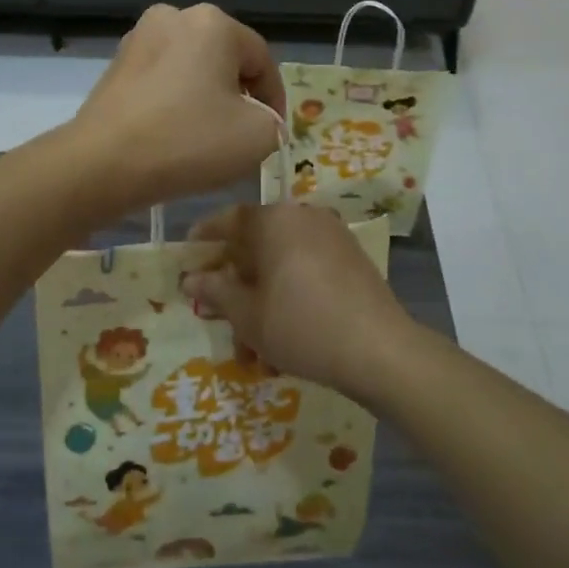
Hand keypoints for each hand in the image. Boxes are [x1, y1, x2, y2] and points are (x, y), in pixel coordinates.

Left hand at [71, 4, 287, 215]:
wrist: (102, 163)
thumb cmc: (188, 141)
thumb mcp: (259, 136)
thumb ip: (274, 122)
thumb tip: (258, 119)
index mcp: (213, 22)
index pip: (261, 60)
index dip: (275, 100)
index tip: (273, 134)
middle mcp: (173, 17)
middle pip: (224, 60)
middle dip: (238, 96)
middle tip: (242, 136)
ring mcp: (138, 39)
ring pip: (190, 70)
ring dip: (204, 99)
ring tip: (206, 139)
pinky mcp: (114, 66)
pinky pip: (161, 81)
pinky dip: (174, 103)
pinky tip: (172, 135)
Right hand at [180, 203, 415, 396]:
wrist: (379, 350)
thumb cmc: (300, 325)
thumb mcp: (247, 314)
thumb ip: (216, 291)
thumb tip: (191, 278)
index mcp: (274, 220)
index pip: (230, 219)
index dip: (207, 235)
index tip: (190, 251)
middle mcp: (304, 217)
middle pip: (258, 244)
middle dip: (237, 281)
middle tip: (219, 310)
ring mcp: (333, 237)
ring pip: (283, 264)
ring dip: (263, 298)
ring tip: (253, 348)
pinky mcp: (353, 260)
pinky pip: (309, 270)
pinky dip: (291, 295)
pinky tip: (284, 335)